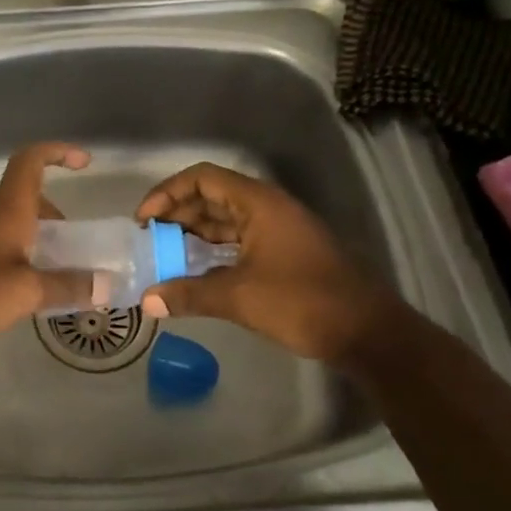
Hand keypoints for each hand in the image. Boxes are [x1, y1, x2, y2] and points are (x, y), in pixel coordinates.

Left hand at [0, 142, 95, 358]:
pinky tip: (13, 287)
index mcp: (6, 207)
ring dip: (31, 236)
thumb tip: (104, 285)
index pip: (31, 160)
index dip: (58, 152)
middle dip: (51, 214)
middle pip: (23, 196)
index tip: (84, 162)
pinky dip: (9, 251)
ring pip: (5, 220)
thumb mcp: (26, 292)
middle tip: (70, 247)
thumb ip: (67, 286)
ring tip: (47, 272)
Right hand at [134, 163, 395, 364]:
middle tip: (148, 239)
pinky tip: (194, 270)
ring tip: (163, 254)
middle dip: (176, 214)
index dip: (168, 193)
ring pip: (225, 220)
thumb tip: (146, 301)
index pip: (202, 179)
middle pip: (211, 197)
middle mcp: (267, 208)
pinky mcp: (283, 252)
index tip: (144, 220)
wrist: (367, 332)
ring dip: (193, 233)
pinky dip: (212, 250)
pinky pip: (238, 240)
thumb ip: (189, 294)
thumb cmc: (302, 302)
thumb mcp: (239, 297)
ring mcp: (278, 230)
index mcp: (259, 203)